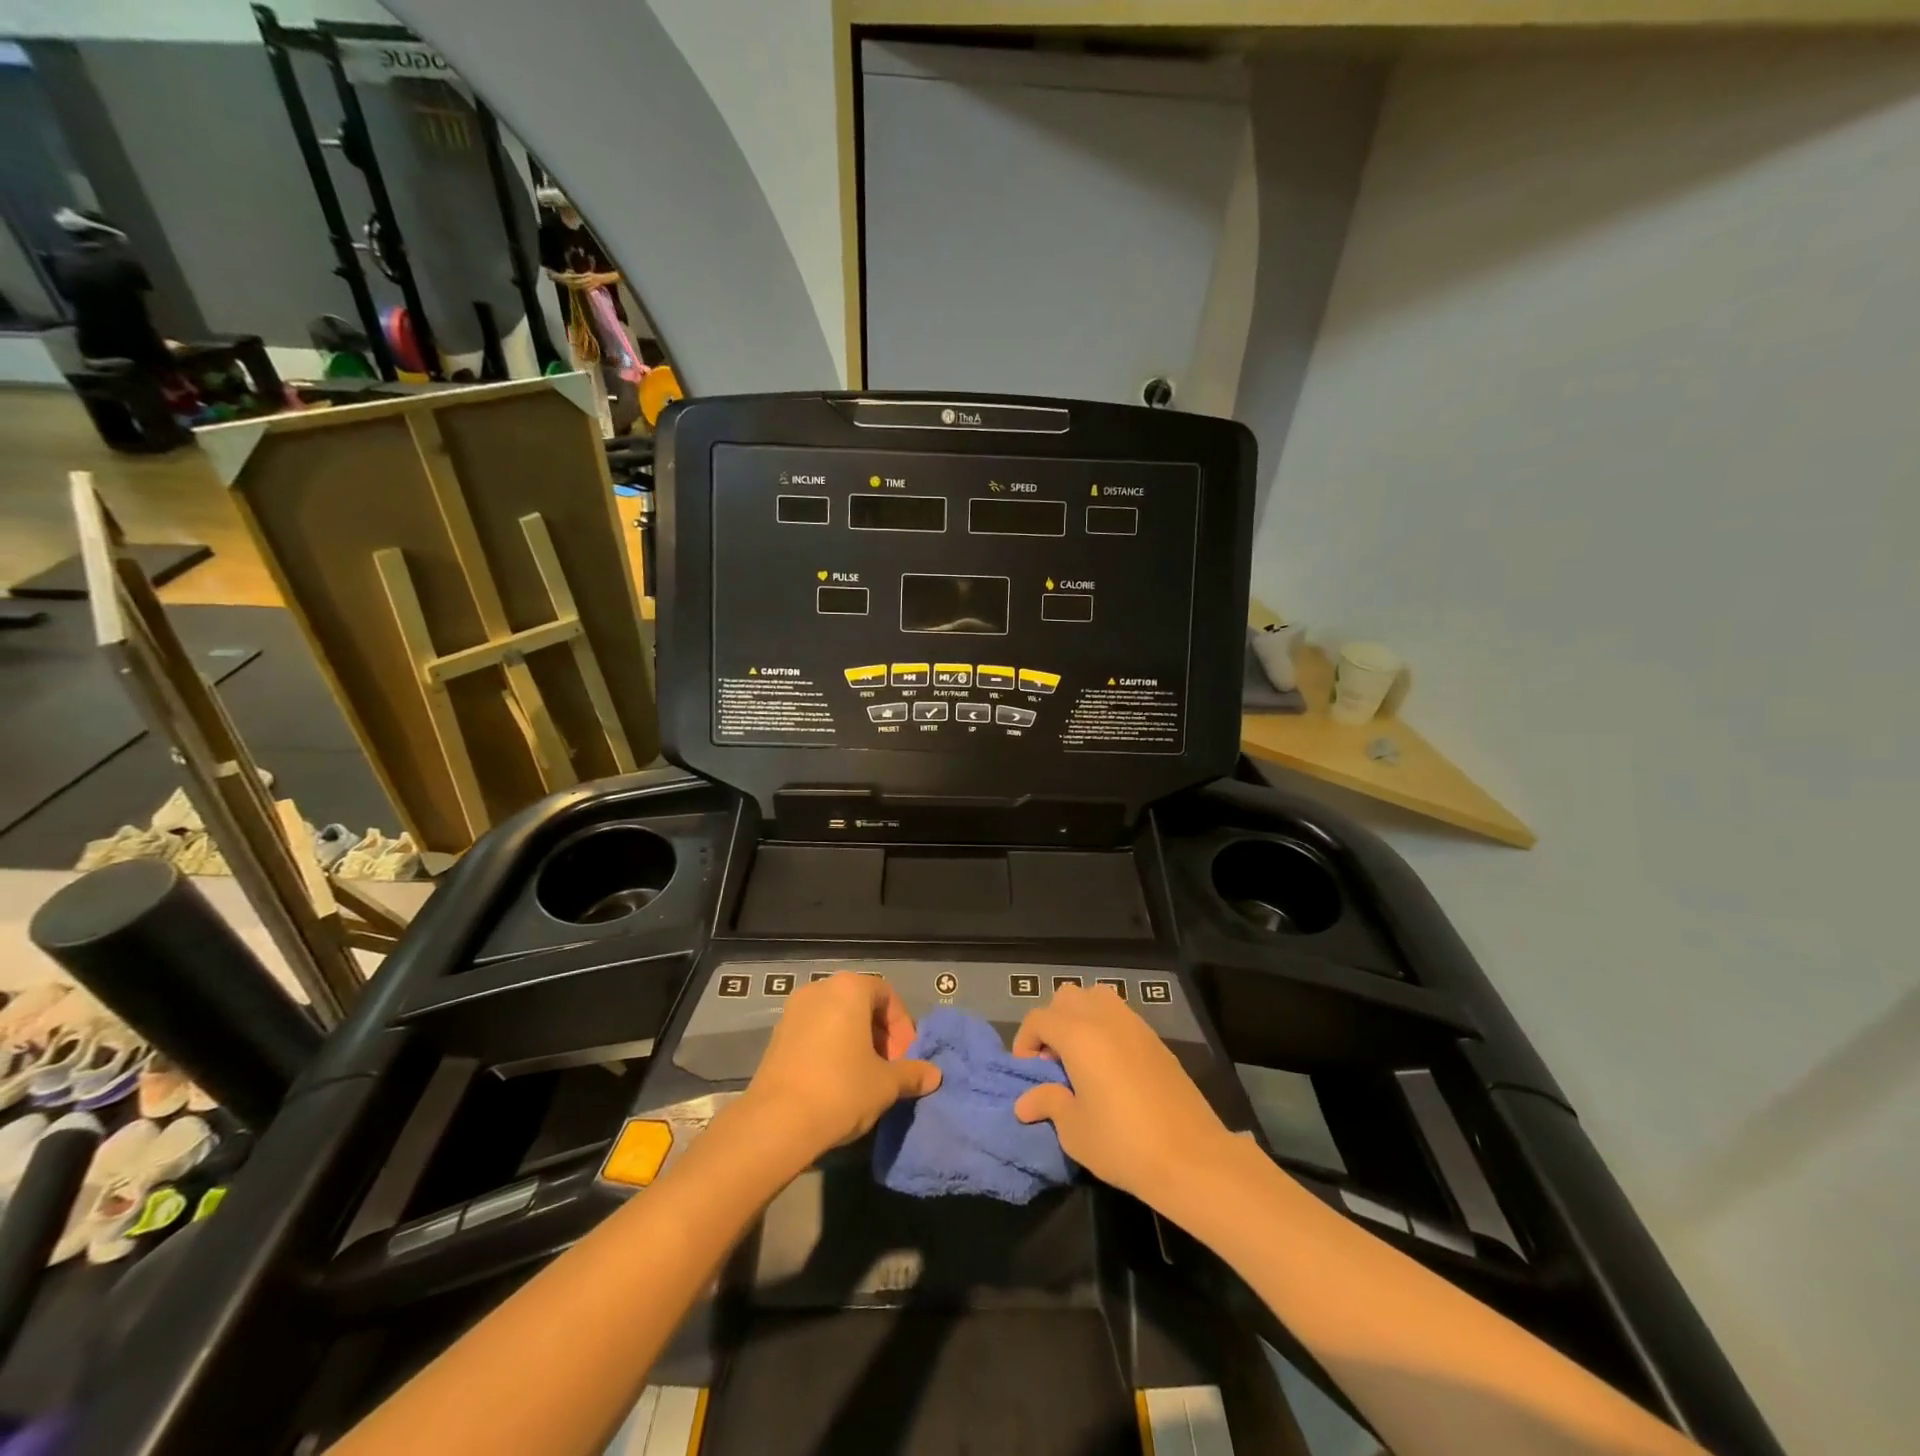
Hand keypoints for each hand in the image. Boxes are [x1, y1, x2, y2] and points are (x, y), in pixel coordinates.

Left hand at [739, 972, 940, 1162]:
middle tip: (889, 1068)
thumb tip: (934, 1075)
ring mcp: (793, 1011)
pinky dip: (831, 1048)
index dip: (902, 1026)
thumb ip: (912, 1073)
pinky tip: (837, 1082)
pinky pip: (814, 1032)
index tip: (906, 1057)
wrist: (776, 1122)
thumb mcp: (886, 1084)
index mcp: (849, 989)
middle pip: (860, 1004)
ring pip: (836, 1018)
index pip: (886, 995)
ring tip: (865, 1077)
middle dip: (880, 1034)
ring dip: (855, 1042)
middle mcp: (819, 989)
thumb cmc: (841, 1090)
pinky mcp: (776, 1036)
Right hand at [1013, 982, 1231, 1206]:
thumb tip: (1025, 1102)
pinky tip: (1110, 1065)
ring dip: (1081, 1017)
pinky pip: (1121, 1015)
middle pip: (1067, 997)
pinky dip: (1106, 1026)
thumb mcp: (1075, 1130)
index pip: (1039, 1018)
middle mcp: (1105, 1018)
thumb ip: (1049, 1104)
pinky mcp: (1156, 1039)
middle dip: (1052, 1021)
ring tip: (1081, 1056)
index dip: (1025, 1041)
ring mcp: (1134, 1025)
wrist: (1191, 1157)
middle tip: (1053, 1060)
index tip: (1027, 1071)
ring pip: (1097, 997)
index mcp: (1078, 1035)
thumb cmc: (1123, 1143)